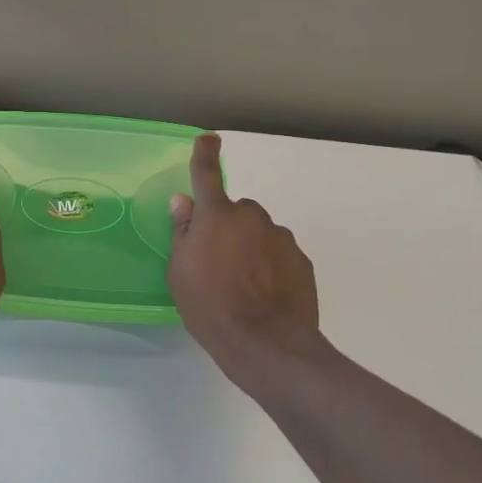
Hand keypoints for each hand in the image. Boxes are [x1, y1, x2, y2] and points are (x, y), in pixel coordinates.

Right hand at [168, 133, 323, 388]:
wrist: (266, 343)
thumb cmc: (210, 306)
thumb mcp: (180, 272)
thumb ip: (183, 232)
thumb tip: (184, 202)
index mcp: (217, 216)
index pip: (207, 175)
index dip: (205, 154)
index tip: (209, 139)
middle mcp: (252, 218)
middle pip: (237, 212)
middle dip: (228, 227)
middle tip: (217, 261)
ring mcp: (281, 238)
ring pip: (260, 233)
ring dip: (250, 248)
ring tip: (242, 286)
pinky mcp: (301, 261)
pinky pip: (279, 254)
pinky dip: (270, 266)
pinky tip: (264, 295)